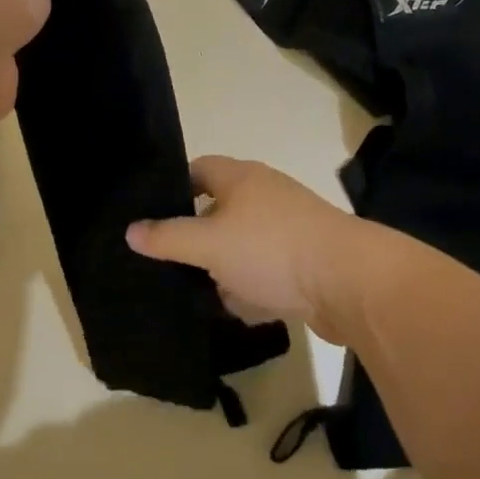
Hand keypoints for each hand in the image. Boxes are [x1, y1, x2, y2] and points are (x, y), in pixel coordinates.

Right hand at [126, 156, 369, 342]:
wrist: (348, 281)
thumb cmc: (271, 249)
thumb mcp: (209, 244)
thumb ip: (168, 238)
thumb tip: (131, 229)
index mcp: (240, 177)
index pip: (198, 170)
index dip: (174, 190)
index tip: (152, 218)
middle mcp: (265, 194)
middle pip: (219, 211)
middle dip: (199, 241)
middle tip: (173, 265)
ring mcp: (288, 226)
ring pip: (242, 245)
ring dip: (227, 269)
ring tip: (207, 295)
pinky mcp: (305, 258)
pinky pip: (268, 269)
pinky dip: (256, 287)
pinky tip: (248, 308)